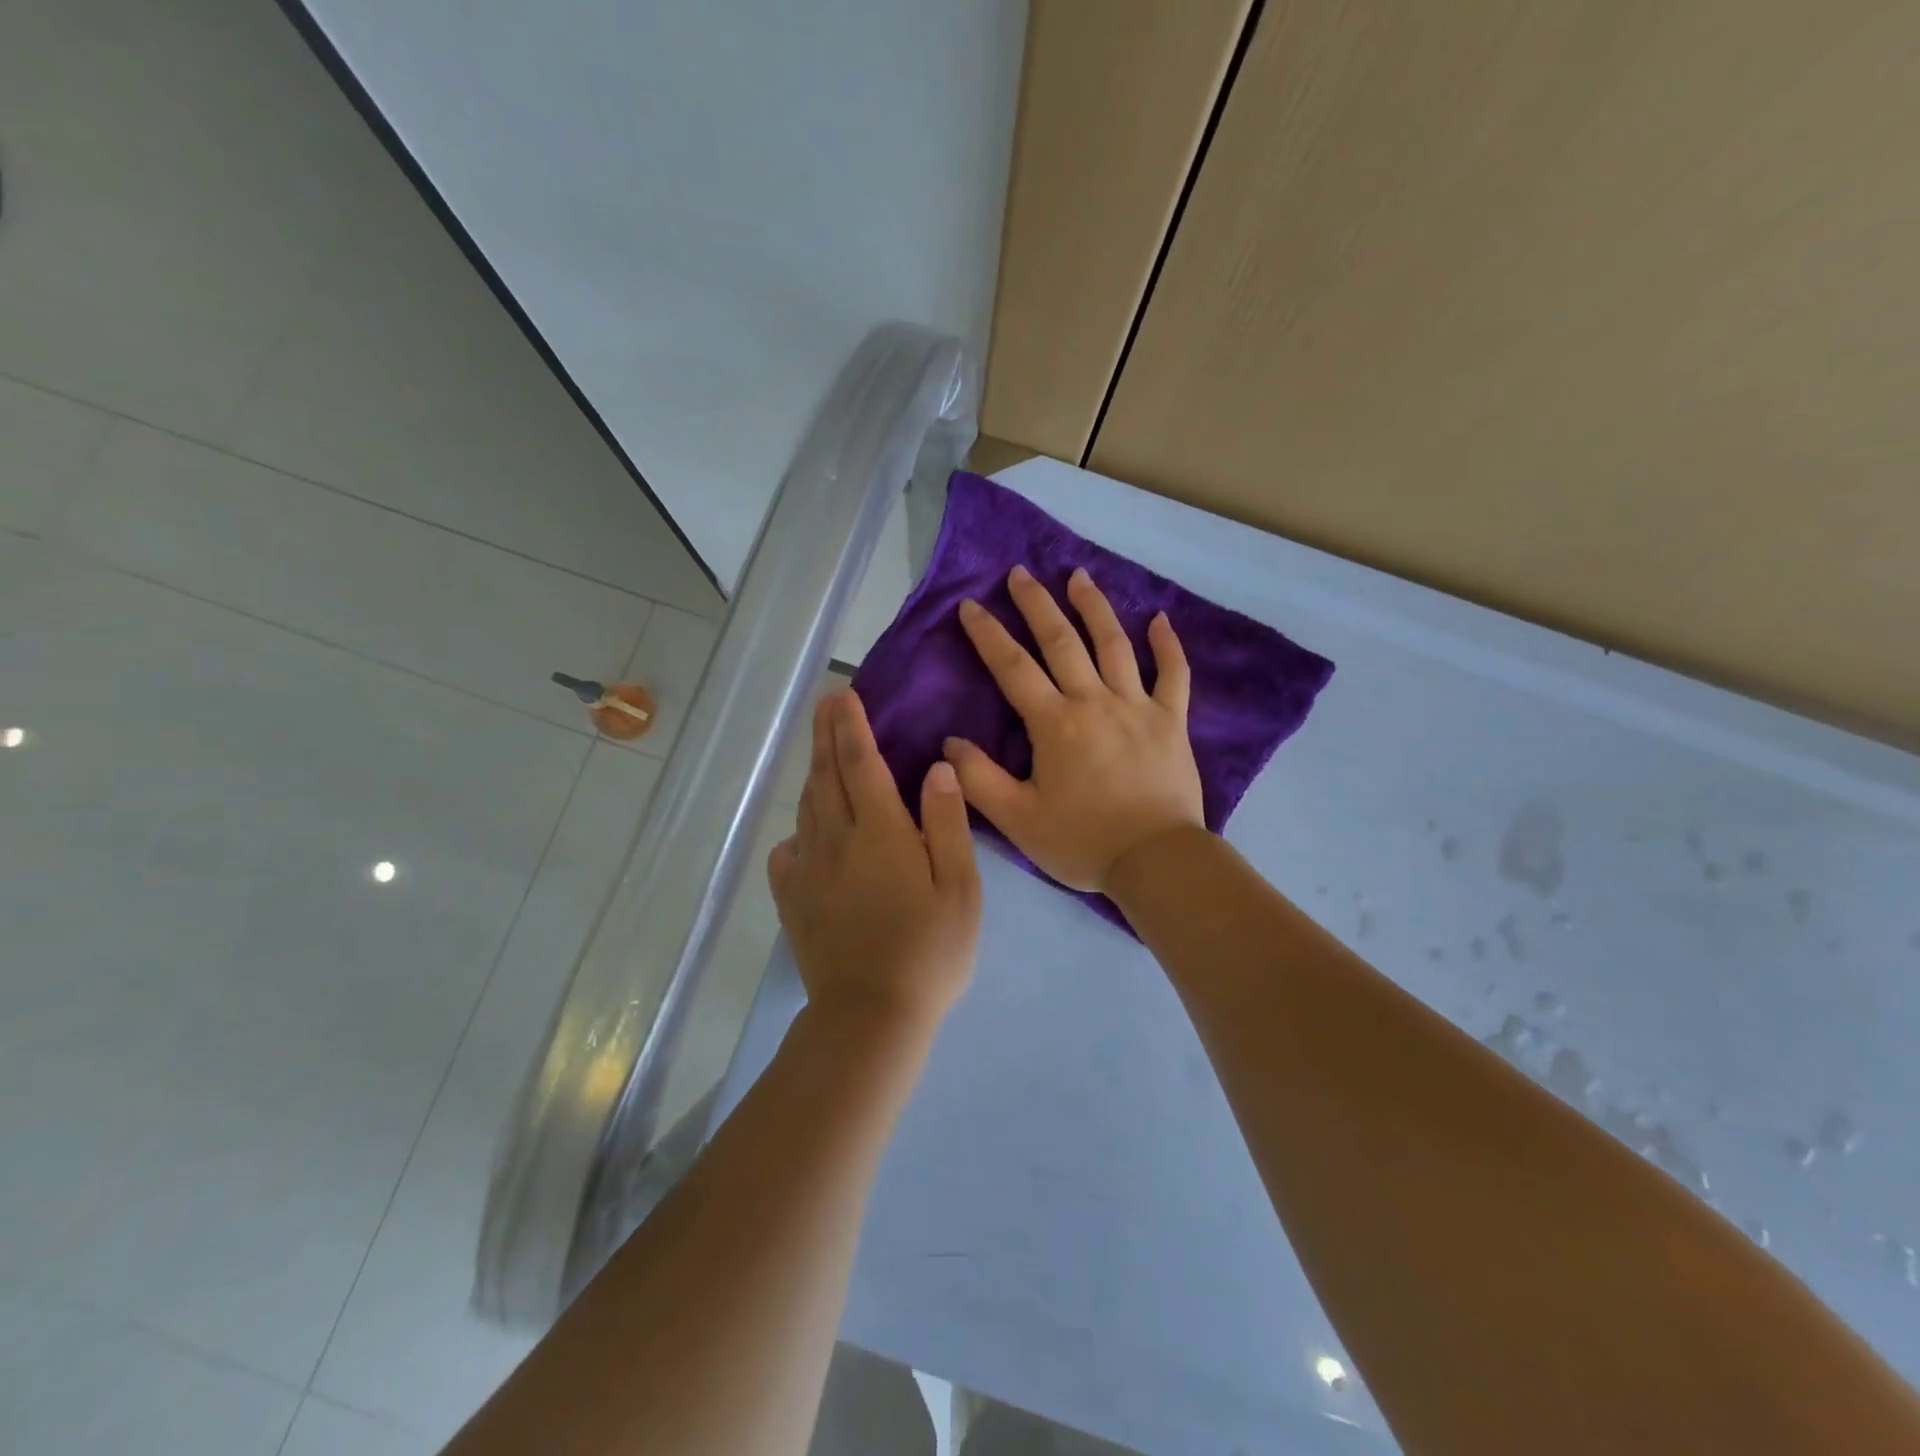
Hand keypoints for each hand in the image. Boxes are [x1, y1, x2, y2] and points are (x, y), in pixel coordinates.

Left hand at [769, 689, 981, 1031]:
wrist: (871, 1015)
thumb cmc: (929, 951)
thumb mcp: (960, 887)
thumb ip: (946, 824)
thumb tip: (936, 768)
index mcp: (880, 831)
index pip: (861, 763)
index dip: (852, 726)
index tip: (844, 695)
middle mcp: (836, 839)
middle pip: (827, 776)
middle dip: (826, 736)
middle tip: (825, 705)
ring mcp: (809, 869)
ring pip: (808, 808)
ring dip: (813, 773)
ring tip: (819, 751)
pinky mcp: (792, 900)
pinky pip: (788, 851)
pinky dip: (798, 831)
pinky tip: (806, 833)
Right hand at [946, 565, 1204, 892]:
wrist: (1156, 860)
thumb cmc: (1082, 841)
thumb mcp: (1018, 819)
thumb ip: (980, 780)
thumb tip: (950, 744)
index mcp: (1055, 723)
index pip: (1013, 667)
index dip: (988, 634)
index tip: (970, 605)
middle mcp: (1095, 701)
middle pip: (1062, 641)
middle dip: (1037, 604)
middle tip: (1020, 573)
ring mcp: (1138, 706)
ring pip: (1114, 645)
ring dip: (1094, 607)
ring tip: (1079, 575)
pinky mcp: (1172, 721)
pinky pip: (1173, 674)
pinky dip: (1167, 645)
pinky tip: (1159, 619)